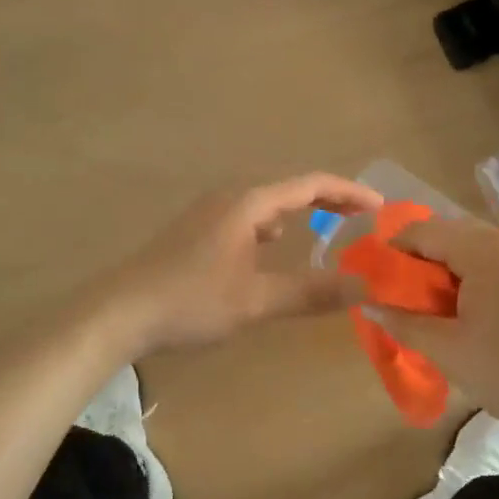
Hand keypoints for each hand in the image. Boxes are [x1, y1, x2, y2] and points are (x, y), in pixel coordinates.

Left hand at [107, 174, 383, 354]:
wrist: (117, 313)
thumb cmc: (190, 301)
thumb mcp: (256, 300)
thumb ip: (311, 292)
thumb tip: (365, 287)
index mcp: (247, 204)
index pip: (311, 185)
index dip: (350, 192)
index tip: (381, 207)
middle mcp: (228, 199)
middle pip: (289, 190)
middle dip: (328, 202)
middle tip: (361, 219)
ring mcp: (206, 214)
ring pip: (265, 206)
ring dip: (298, 214)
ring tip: (324, 232)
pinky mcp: (193, 234)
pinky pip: (245, 220)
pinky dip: (270, 229)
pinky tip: (268, 250)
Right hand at [376, 217, 498, 439]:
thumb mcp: (446, 348)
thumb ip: (402, 320)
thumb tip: (365, 305)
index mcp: (487, 250)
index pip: (422, 232)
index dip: (391, 254)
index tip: (373, 284)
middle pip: (444, 234)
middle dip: (415, 263)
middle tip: (396, 299)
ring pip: (465, 248)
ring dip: (438, 271)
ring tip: (423, 308)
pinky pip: (486, 261)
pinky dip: (462, 277)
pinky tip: (455, 310)